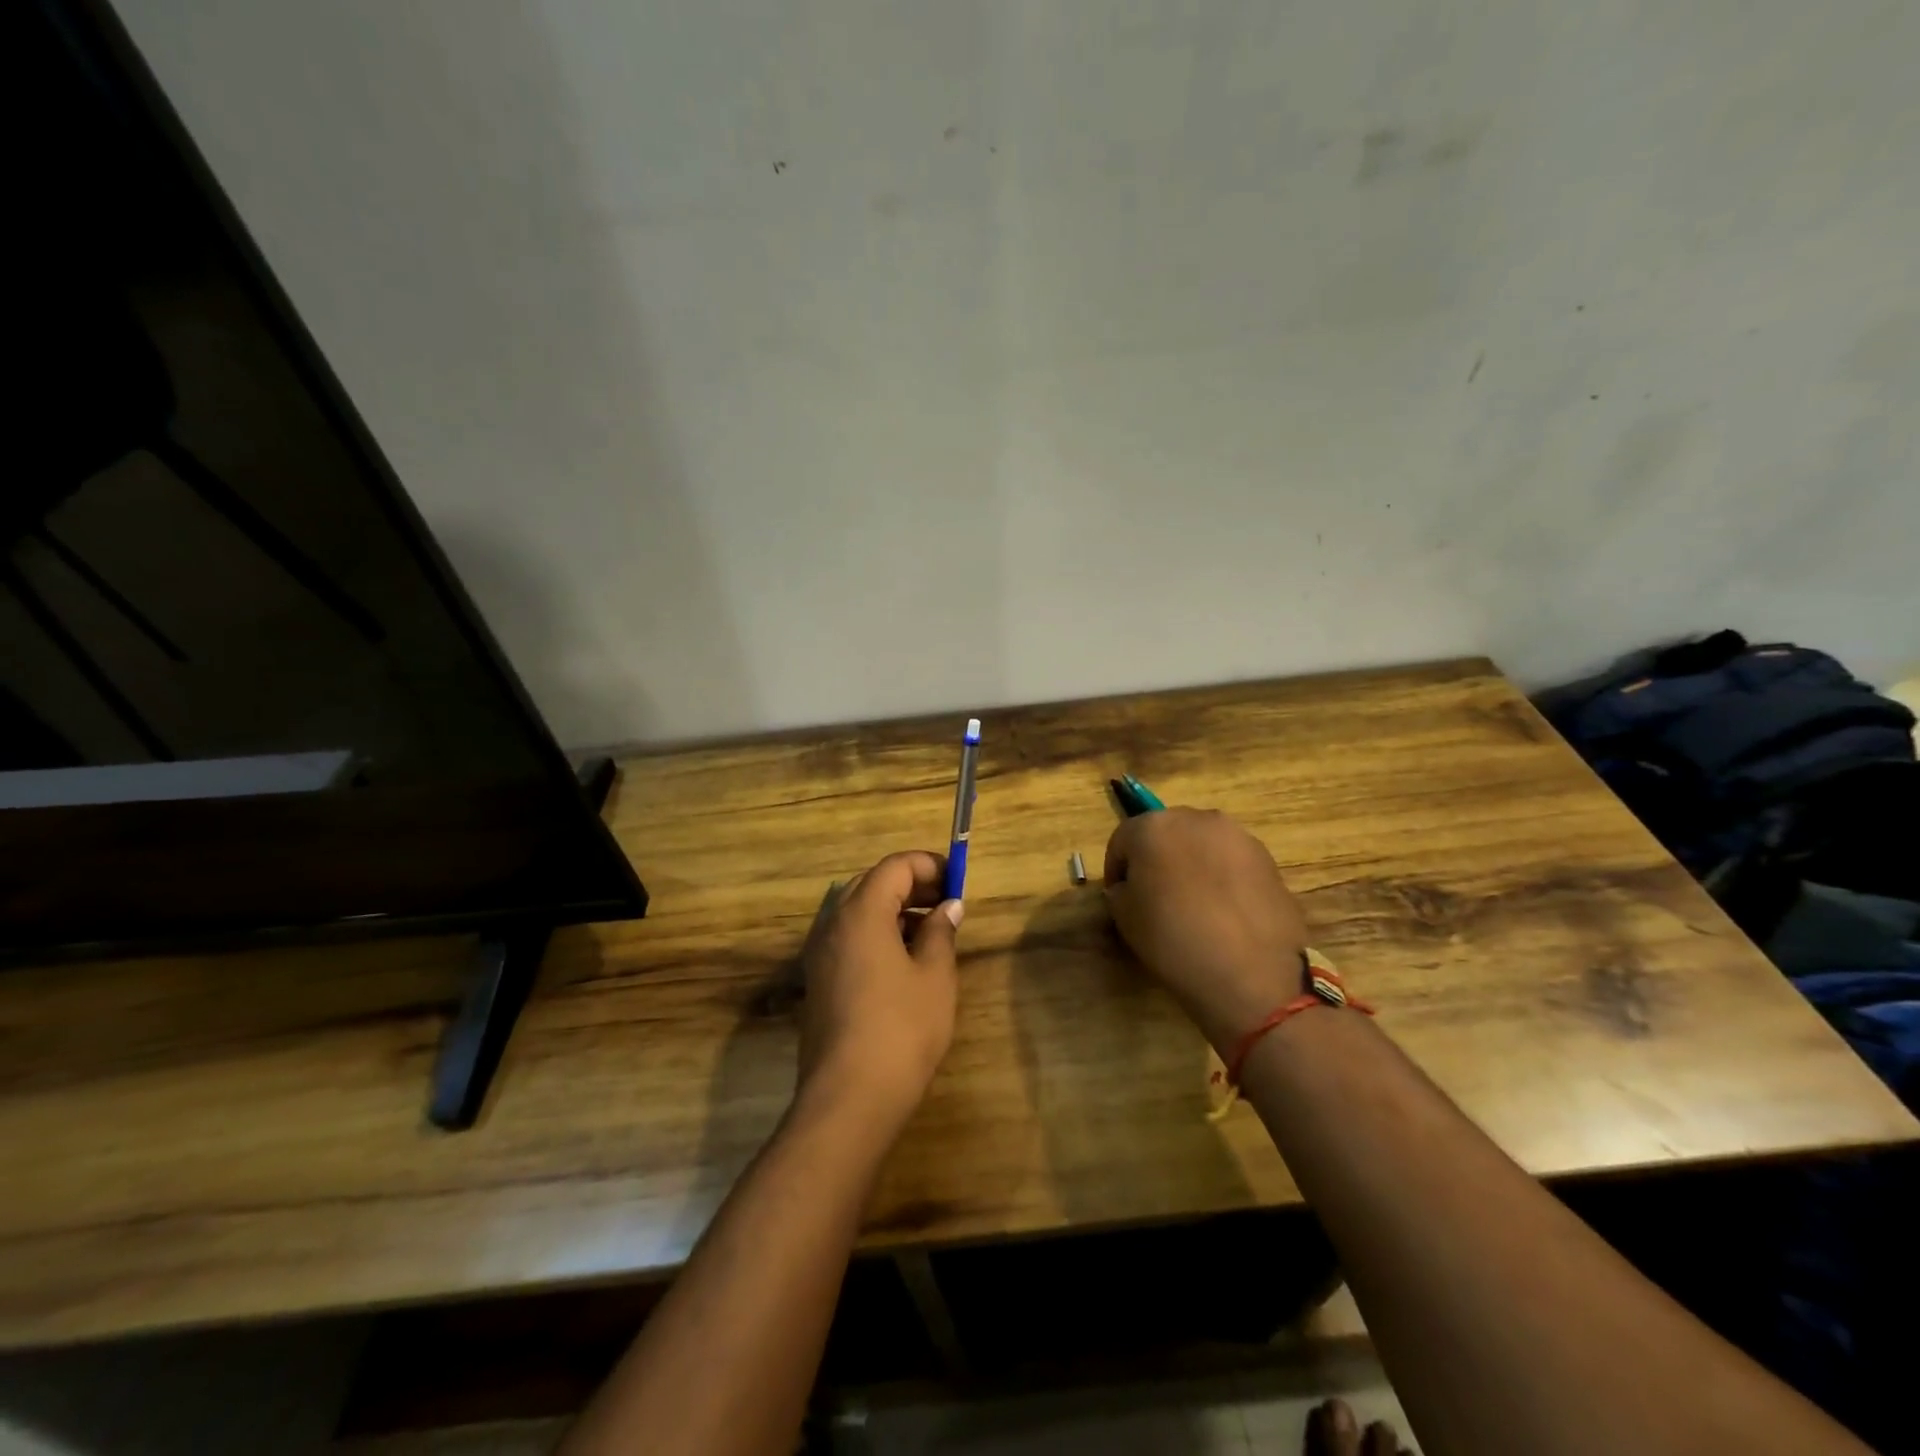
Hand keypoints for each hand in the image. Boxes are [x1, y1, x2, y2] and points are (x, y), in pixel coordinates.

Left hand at [797, 851, 962, 1127]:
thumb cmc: (901, 1028)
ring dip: (894, 910)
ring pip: (858, 912)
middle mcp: (833, 924)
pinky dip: (877, 934)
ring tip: (932, 931)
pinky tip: (904, 960)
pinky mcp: (818, 981)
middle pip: (872, 884)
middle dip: (912, 885)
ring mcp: (820, 954)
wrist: (849, 1097)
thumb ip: (941, 932)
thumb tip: (948, 907)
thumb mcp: (934, 976)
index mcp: (861, 913)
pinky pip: (849, 939)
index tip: (958, 880)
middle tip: (948, 902)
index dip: (928, 865)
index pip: (894, 867)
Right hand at [1103, 808, 1309, 1052]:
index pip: (1122, 840)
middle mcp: (1195, 818)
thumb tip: (1130, 887)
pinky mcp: (1267, 857)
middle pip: (1165, 832)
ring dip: (1191, 864)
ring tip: (1194, 903)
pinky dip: (1221, 876)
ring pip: (1201, 843)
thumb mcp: (1125, 918)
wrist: (1252, 972)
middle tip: (1155, 896)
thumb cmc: (1174, 940)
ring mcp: (1236, 835)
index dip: (1117, 869)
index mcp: (1153, 827)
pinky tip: (1223, 911)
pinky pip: (1230, 860)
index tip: (1119, 896)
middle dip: (1156, 858)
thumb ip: (1121, 891)